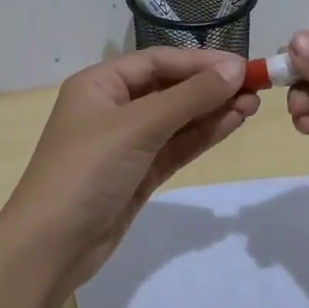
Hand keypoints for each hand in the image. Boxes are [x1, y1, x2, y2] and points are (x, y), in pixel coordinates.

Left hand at [1, 46, 257, 285]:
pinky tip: (233, 123)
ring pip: (177, 118)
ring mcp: (127, 143)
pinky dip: (203, 135)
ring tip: (254, 104)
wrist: (51, 246)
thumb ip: (188, 98)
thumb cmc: (87, 171)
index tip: (243, 67)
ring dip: (212, 110)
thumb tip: (235, 70)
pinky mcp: (139, 173)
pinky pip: (176, 146)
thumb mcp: (137, 127)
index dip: (200, 62)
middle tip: (257, 87)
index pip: (157, 61)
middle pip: (169, 87)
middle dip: (210, 86)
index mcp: (99, 84)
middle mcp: (112, 107)